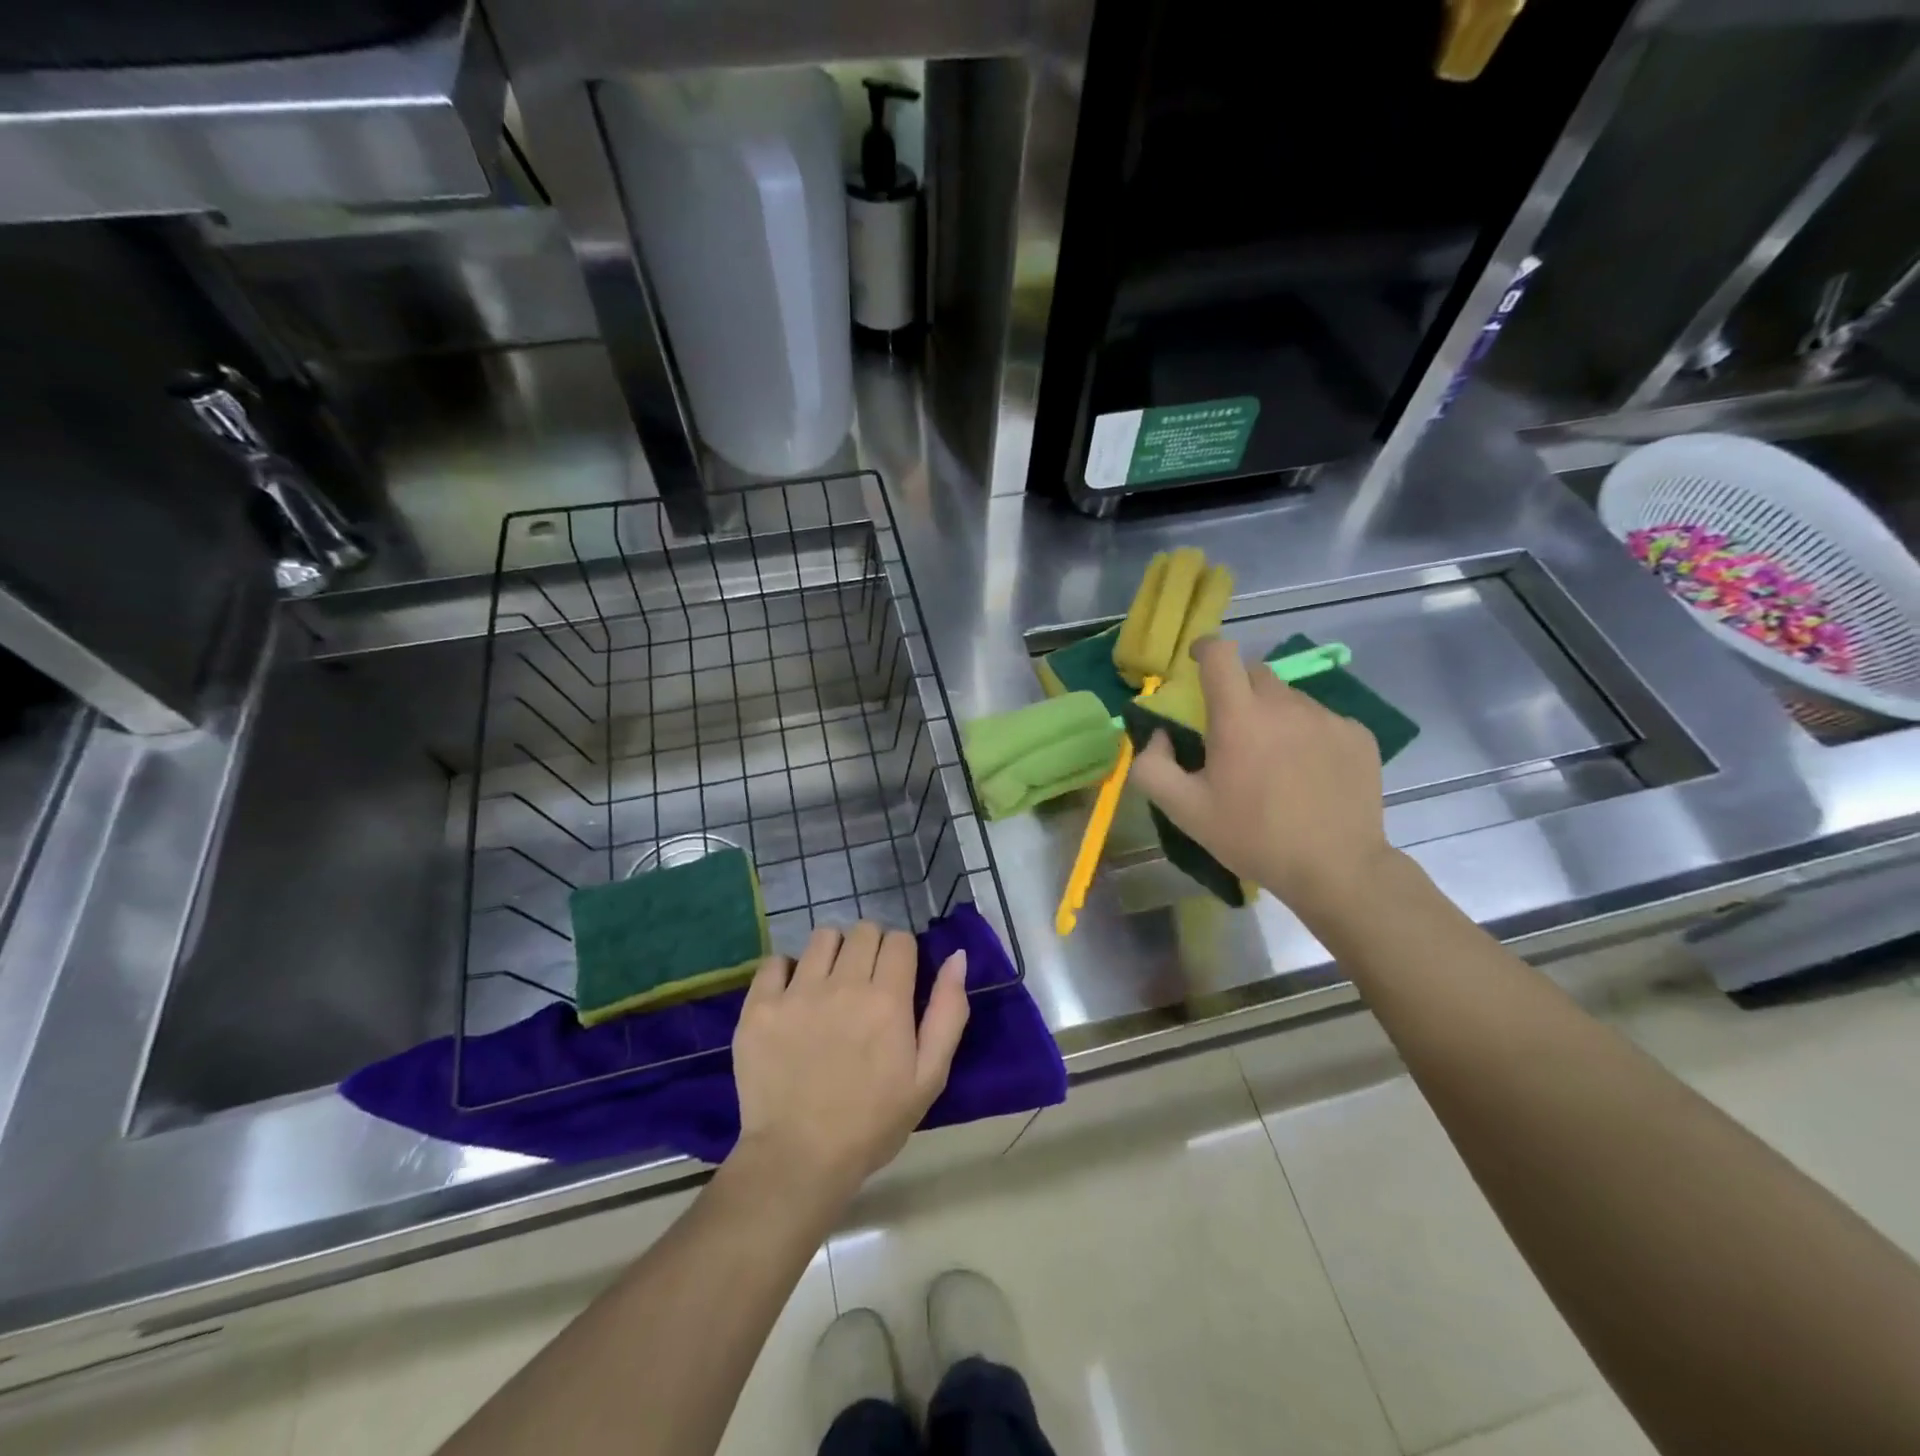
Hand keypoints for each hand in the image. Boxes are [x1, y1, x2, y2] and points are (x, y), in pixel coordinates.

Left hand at [731, 922, 967, 1197]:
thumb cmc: (872, 1123)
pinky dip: (787, 970)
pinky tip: (793, 995)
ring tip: (830, 983)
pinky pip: (775, 960)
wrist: (798, 1160)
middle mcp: (843, 985)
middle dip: (871, 947)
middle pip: (863, 930)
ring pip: (822, 936)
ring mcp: (796, 993)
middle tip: (866, 981)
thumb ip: (948, 1011)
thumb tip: (957, 956)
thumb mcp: (929, 1077)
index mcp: (887, 1000)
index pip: (899, 940)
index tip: (898, 977)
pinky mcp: (759, 1006)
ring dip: (833, 952)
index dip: (903, 954)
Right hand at [1131, 637, 1393, 926]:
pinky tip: (1308, 773)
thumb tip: (1158, 735)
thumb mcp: (1184, 811)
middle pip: (1254, 674)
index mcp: (1239, 717)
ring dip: (1273, 715)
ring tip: (1274, 759)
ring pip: (1290, 699)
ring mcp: (1327, 718)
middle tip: (1232, 730)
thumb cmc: (1252, 837)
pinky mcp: (1358, 735)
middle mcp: (1285, 705)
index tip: (1197, 663)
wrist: (1336, 868)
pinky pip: (1322, 720)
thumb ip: (1152, 767)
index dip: (1204, 649)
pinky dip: (1307, 735)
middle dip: (1237, 691)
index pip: (1220, 654)